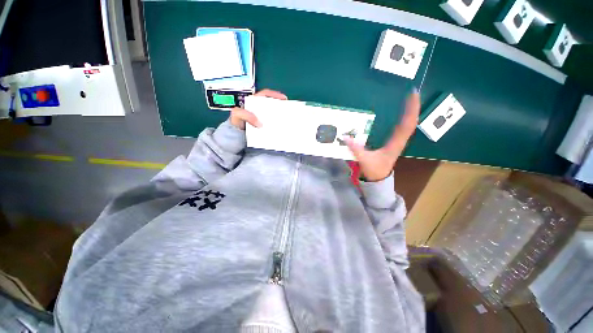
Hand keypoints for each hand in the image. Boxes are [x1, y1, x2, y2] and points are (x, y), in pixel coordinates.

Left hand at [230, 89, 287, 129]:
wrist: (235, 135)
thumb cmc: (236, 122)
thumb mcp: (237, 114)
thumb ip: (246, 115)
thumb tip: (260, 123)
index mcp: (254, 102)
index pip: (266, 94)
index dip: (275, 95)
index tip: (284, 99)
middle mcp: (260, 109)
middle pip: (272, 105)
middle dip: (280, 107)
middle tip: (288, 111)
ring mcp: (263, 117)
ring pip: (273, 115)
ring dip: (280, 117)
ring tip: (286, 120)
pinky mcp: (264, 126)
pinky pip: (272, 124)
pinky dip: (276, 125)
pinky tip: (280, 129)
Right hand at [346, 91, 419, 181]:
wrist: (378, 178)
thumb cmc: (374, 170)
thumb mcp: (364, 160)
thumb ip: (355, 149)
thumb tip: (345, 137)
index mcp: (395, 144)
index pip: (407, 125)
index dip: (410, 110)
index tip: (412, 95)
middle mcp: (399, 141)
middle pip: (411, 122)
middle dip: (413, 107)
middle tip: (413, 92)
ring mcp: (398, 141)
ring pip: (409, 124)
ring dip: (410, 112)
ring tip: (410, 99)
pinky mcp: (394, 142)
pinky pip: (402, 128)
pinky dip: (405, 118)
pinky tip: (403, 113)